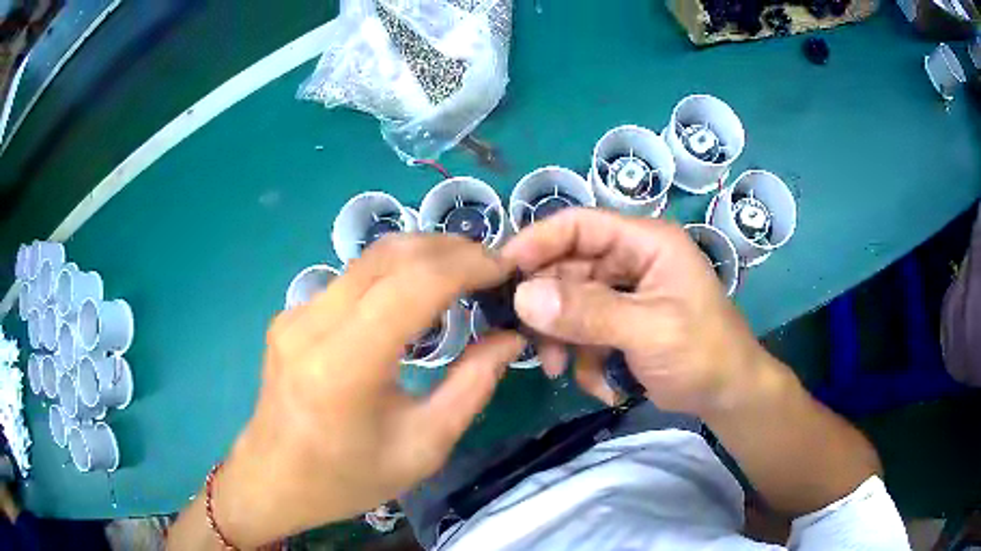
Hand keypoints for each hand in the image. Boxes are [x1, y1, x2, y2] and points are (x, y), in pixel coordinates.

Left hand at [211, 235, 523, 546]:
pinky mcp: (290, 315)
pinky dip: (394, 274)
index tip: (503, 268)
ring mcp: (294, 315)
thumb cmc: (348, 479)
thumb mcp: (423, 448)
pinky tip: (415, 295)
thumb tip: (511, 337)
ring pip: (368, 259)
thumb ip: (472, 387)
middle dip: (448, 248)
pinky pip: (351, 279)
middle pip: (388, 256)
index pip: (411, 286)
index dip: (465, 266)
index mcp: (343, 368)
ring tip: (463, 272)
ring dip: (422, 255)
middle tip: (489, 265)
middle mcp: (311, 326)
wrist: (273, 480)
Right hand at [502, 208, 766, 414]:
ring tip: (562, 371)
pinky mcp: (620, 324)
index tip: (500, 273)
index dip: (537, 242)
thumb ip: (589, 313)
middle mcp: (631, 260)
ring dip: (562, 339)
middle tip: (529, 342)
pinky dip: (583, 359)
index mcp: (646, 242)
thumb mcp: (649, 331)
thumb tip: (523, 297)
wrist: (728, 396)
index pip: (579, 225)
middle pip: (568, 267)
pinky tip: (600, 385)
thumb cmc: (703, 353)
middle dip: (548, 308)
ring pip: (570, 304)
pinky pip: (583, 332)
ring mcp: (625, 293)